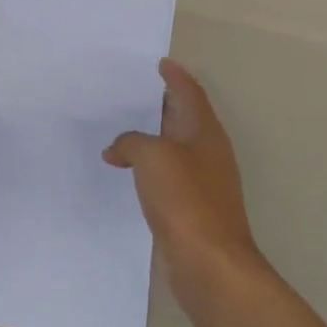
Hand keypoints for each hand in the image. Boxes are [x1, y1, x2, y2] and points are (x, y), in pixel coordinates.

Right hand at [104, 60, 264, 293]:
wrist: (209, 263)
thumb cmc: (185, 200)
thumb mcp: (153, 157)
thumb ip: (132, 142)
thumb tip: (118, 149)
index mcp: (204, 132)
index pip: (189, 93)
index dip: (175, 76)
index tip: (159, 62)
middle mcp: (206, 152)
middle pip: (182, 117)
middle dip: (160, 102)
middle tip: (130, 90)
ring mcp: (200, 181)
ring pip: (172, 147)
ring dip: (150, 135)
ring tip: (120, 127)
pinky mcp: (189, 207)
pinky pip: (165, 174)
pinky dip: (146, 165)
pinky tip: (126, 171)